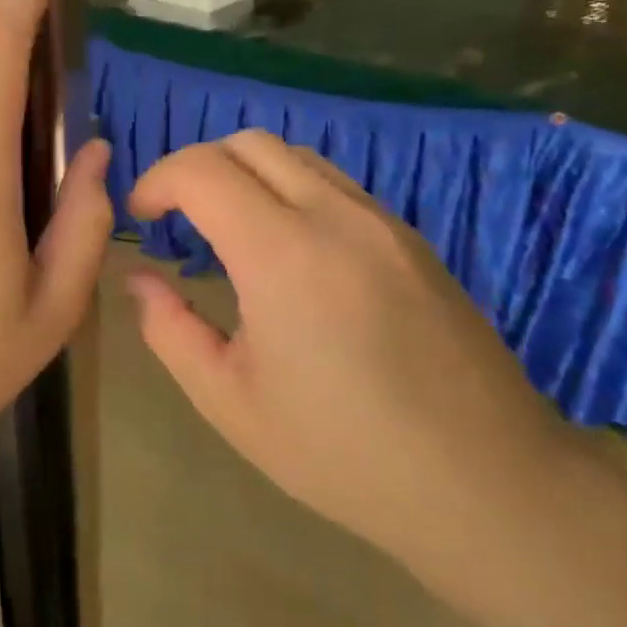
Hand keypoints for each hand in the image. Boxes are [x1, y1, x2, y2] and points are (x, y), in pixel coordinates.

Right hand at [126, 130, 564, 558]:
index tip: (142, 216)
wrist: (485, 483)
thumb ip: (169, 330)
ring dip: (247, 175)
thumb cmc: (342, 452)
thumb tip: (140, 281)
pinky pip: (337, 186)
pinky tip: (289, 253)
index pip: (202, 169)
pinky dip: (291, 192)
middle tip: (178, 219)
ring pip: (297, 157)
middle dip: (197, 167)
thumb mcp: (229, 401)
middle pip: (249, 144)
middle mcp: (336, 216)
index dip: (157, 180)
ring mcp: (384, 223)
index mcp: (282, 254)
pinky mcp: (413, 240)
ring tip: (229, 231)